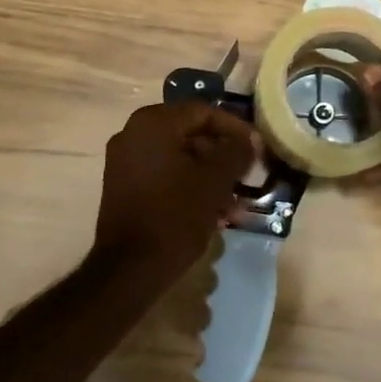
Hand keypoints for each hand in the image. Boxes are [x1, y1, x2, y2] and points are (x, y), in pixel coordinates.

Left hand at [93, 102, 257, 283]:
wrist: (128, 269)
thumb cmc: (175, 216)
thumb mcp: (215, 181)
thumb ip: (236, 152)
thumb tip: (249, 139)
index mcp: (153, 123)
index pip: (204, 112)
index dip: (235, 129)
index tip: (257, 148)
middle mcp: (133, 133)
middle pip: (190, 134)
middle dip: (222, 156)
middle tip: (247, 175)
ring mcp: (124, 160)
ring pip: (179, 157)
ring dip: (208, 175)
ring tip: (234, 201)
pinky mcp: (123, 186)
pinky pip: (164, 174)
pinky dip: (188, 185)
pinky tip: (213, 211)